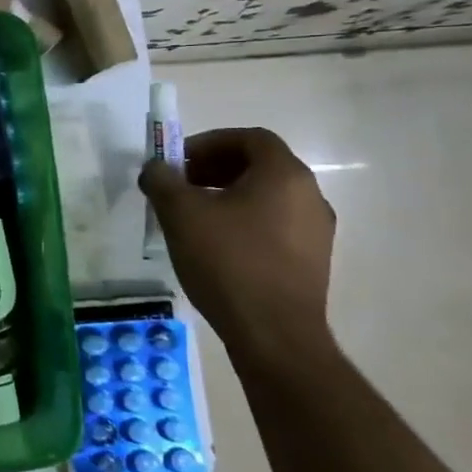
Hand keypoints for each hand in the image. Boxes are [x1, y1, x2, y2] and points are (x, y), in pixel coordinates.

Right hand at [138, 127, 336, 363]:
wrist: (273, 334)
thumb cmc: (227, 261)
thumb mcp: (180, 213)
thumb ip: (163, 180)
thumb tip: (156, 168)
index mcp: (284, 175)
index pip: (250, 138)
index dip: (210, 142)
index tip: (179, 161)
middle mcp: (310, 196)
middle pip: (259, 166)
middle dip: (215, 169)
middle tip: (180, 186)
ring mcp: (316, 231)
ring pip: (266, 197)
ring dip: (227, 197)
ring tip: (192, 218)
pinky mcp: (311, 261)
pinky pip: (274, 225)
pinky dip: (243, 222)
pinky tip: (215, 247)